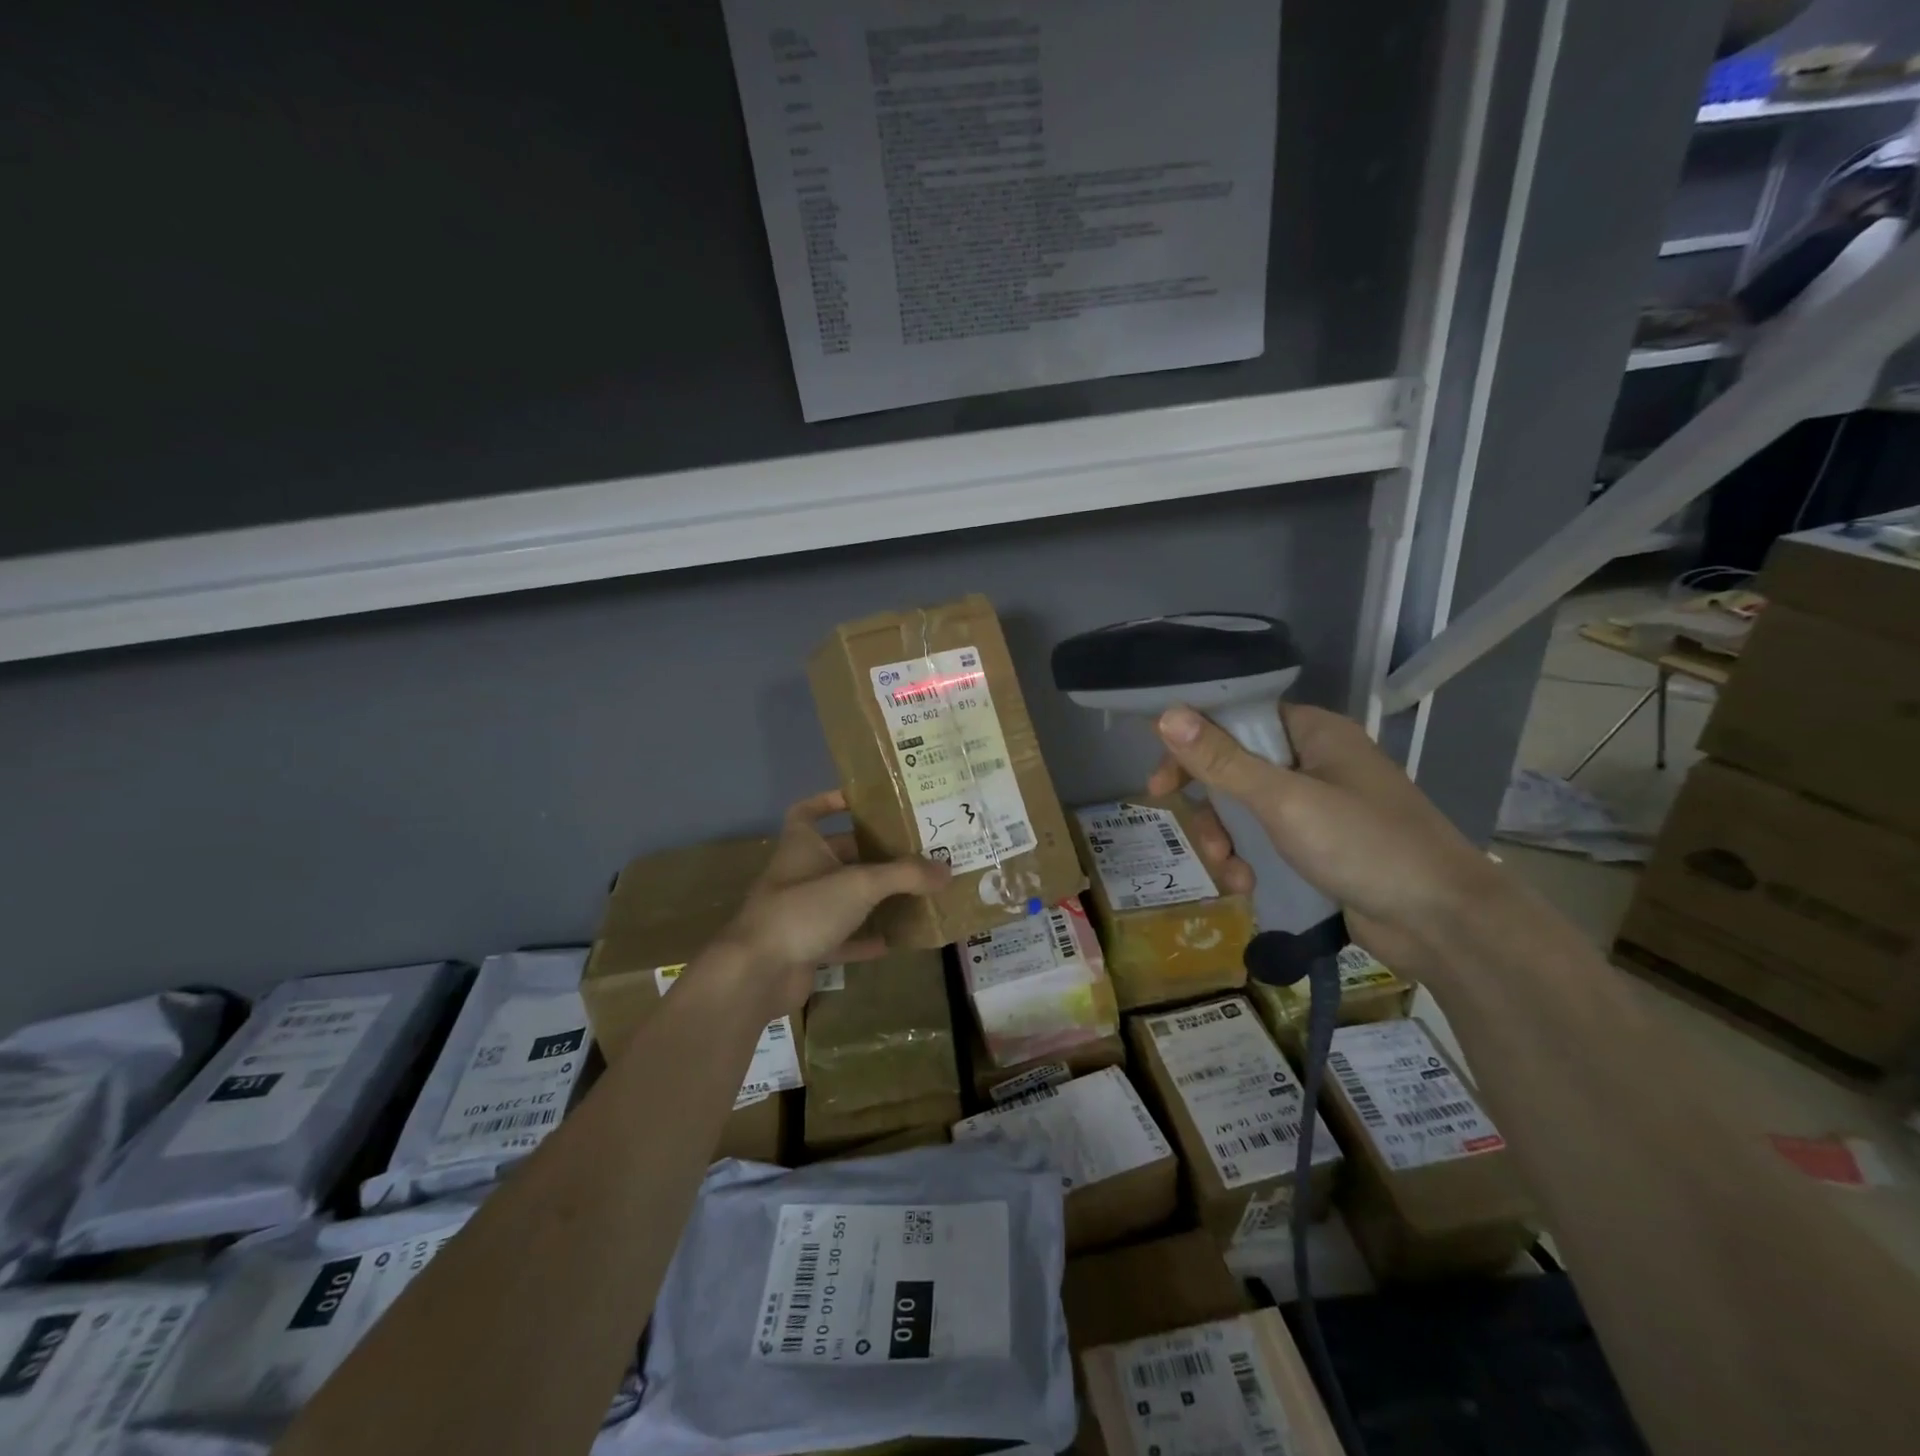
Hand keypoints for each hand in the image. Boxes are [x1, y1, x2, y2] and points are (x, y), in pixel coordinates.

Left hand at [714, 791, 949, 1014]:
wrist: (758, 972)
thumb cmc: (804, 909)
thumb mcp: (860, 884)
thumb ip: (905, 875)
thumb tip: (947, 869)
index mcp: (802, 845)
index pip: (808, 811)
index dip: (830, 802)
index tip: (862, 801)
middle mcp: (799, 873)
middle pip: (838, 856)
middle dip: (872, 854)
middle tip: (913, 852)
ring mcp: (801, 912)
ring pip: (843, 898)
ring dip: (874, 897)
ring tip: (913, 893)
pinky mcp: (805, 946)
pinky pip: (842, 937)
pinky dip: (865, 938)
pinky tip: (895, 941)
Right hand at [1147, 703, 1508, 982]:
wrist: (1443, 922)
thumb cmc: (1365, 845)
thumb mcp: (1284, 800)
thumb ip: (1223, 761)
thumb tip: (1166, 715)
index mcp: (1313, 734)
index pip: (1236, 721)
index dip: (1193, 745)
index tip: (1161, 783)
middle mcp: (1314, 763)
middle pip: (1234, 770)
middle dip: (1211, 809)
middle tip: (1198, 838)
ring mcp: (1318, 807)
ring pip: (1245, 812)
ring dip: (1226, 842)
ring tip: (1231, 873)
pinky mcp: (1320, 848)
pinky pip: (1265, 843)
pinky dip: (1249, 862)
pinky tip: (1249, 887)